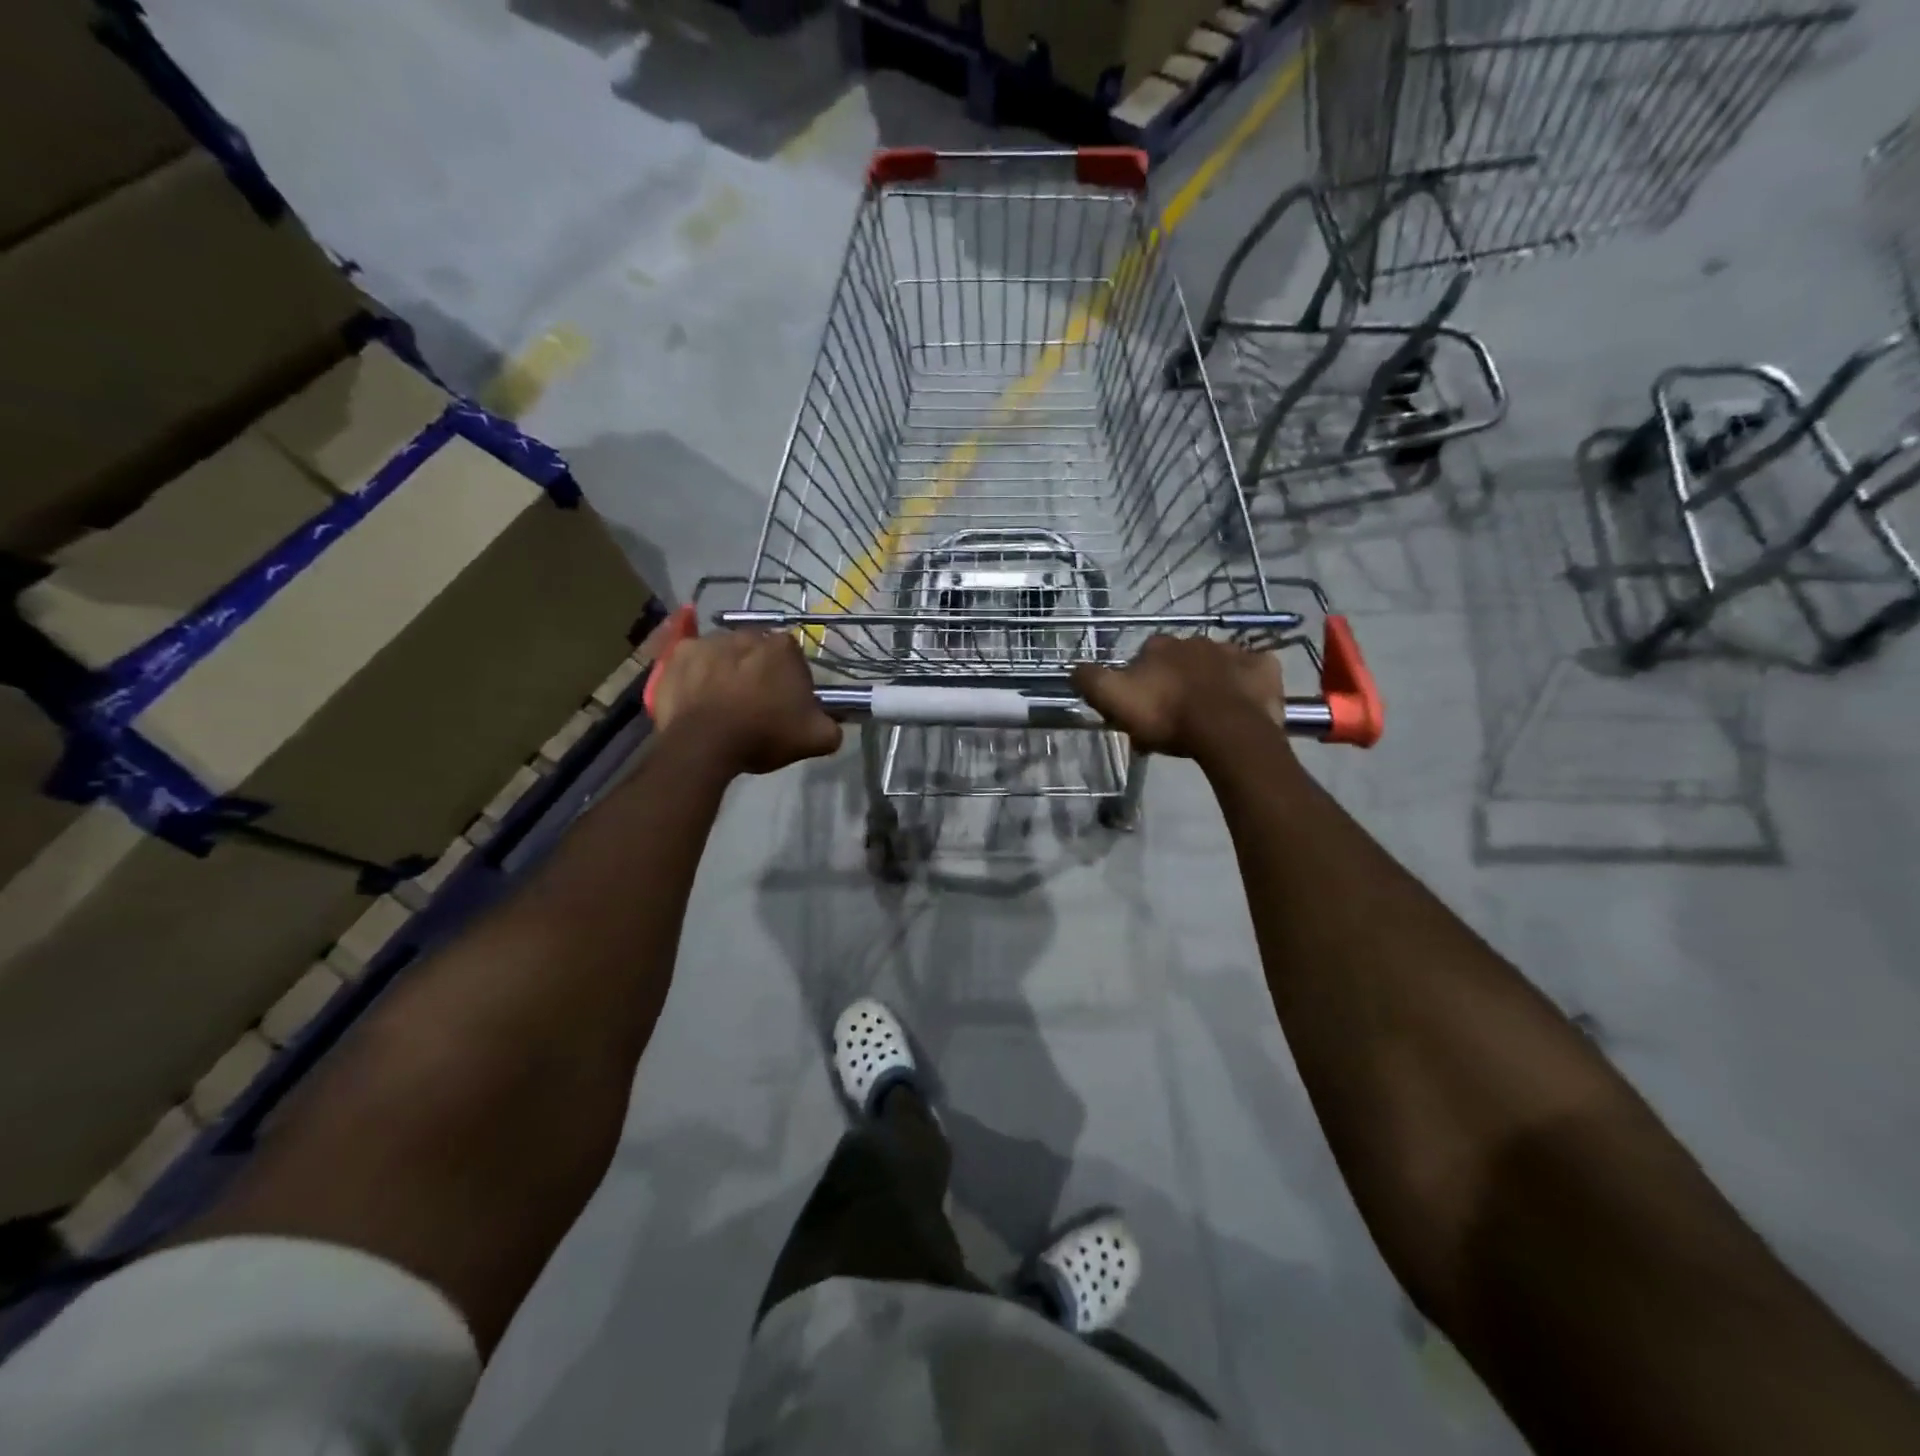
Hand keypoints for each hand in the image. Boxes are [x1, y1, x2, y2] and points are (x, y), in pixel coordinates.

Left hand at [650, 629, 842, 775]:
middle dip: (758, 670)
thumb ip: (832, 728)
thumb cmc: (762, 735)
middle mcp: (747, 635)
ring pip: (725, 652)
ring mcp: (709, 641)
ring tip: (722, 702)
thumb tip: (834, 725)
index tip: (786, 703)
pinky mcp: (678, 654)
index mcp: (783, 649)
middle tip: (755, 703)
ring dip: (727, 669)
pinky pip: (692, 660)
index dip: (791, 680)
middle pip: (758, 651)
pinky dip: (696, 673)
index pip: (794, 658)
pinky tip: (697, 696)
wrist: (702, 745)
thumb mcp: (814, 739)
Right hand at [1070, 636, 1284, 760]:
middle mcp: (1195, 640)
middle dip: (1176, 680)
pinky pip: (1253, 671)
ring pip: (1216, 664)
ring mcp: (1233, 651)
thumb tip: (1074, 668)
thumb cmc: (1167, 715)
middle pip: (1180, 660)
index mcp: (1159, 646)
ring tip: (1208, 714)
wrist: (1226, 731)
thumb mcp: (1113, 700)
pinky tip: (1242, 701)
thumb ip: (1089, 680)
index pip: (1143, 657)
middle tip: (1174, 715)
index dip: (1140, 681)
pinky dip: (1248, 682)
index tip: (1141, 706)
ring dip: (1211, 681)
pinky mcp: (1264, 668)